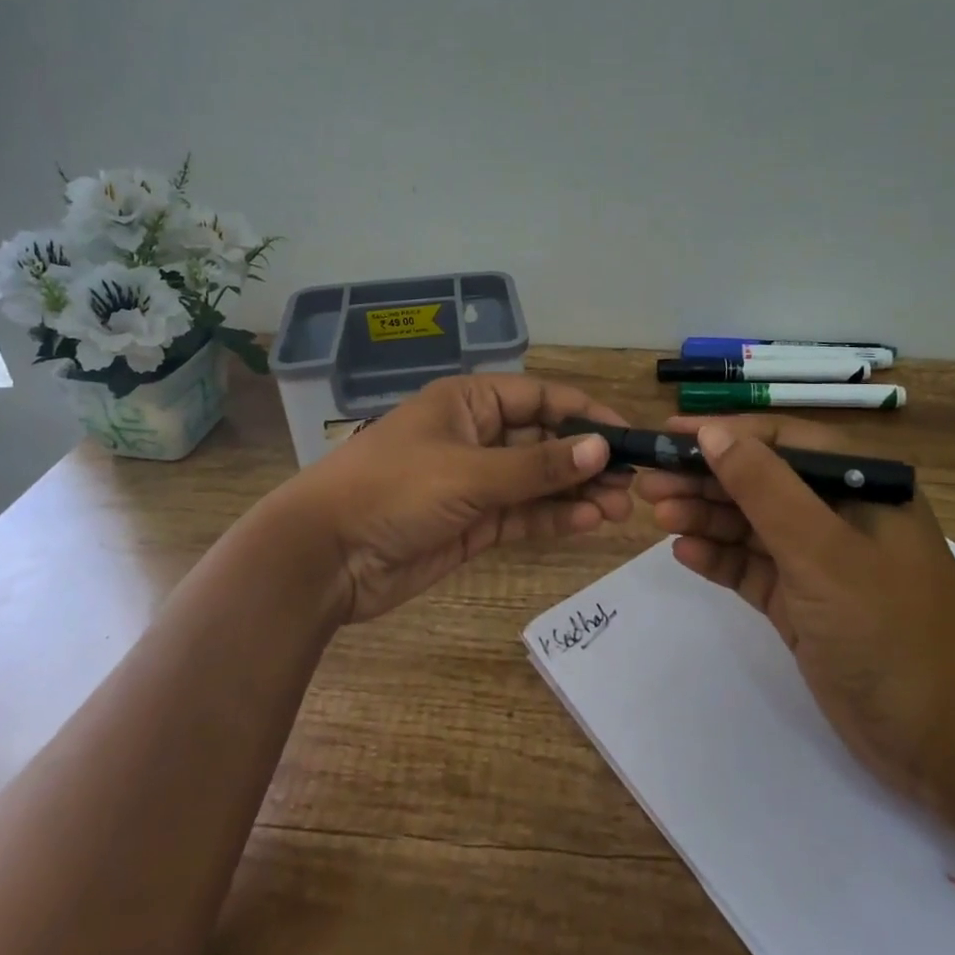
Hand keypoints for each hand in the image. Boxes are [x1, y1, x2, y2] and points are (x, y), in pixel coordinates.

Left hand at [276, 375, 632, 623]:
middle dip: (585, 458)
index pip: (539, 397)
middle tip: (630, 484)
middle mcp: (474, 436)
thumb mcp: (468, 472)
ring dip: (576, 491)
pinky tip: (588, 522)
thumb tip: (601, 448)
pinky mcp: (471, 524)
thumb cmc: (393, 490)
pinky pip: (522, 514)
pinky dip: (553, 517)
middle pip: (543, 440)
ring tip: (618, 508)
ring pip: (537, 481)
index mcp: (467, 402)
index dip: (585, 413)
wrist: (324, 557)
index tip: (627, 436)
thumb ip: (536, 465)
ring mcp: (473, 482)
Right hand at [633, 415, 954, 809]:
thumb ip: (764, 487)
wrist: (953, 747)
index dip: (723, 434)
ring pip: (751, 525)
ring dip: (705, 516)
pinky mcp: (805, 605)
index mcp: (861, 485)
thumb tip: (712, 432)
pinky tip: (684, 553)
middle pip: (759, 482)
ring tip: (657, 514)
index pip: (779, 442)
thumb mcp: (822, 551)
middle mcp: (839, 516)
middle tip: (647, 482)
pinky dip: (720, 559)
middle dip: (704, 479)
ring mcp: (821, 563)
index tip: (667, 436)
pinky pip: (752, 569)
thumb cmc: (893, 631)